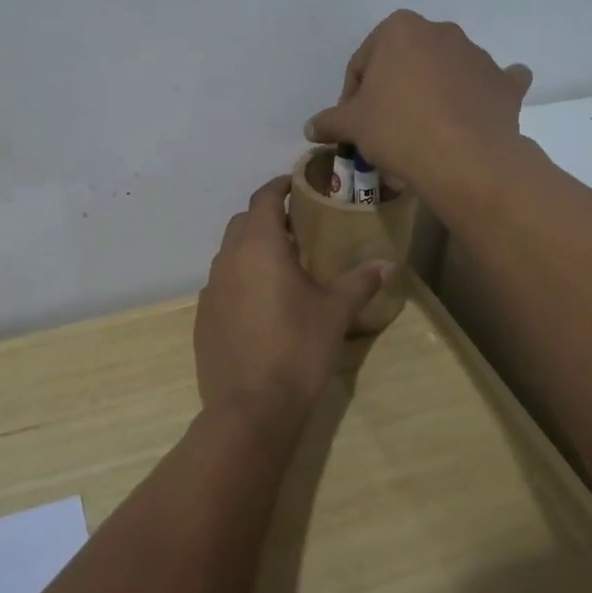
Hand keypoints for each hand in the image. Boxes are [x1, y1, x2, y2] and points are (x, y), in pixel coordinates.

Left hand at [194, 176, 392, 415]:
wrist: (251, 407)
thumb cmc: (297, 348)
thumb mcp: (335, 312)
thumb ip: (360, 281)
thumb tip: (388, 263)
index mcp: (259, 246)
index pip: (263, 198)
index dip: (279, 186)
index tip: (296, 184)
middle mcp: (228, 259)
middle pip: (243, 222)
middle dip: (267, 217)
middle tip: (296, 227)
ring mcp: (210, 289)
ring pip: (229, 253)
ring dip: (251, 249)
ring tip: (281, 265)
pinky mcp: (203, 317)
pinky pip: (222, 284)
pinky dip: (240, 280)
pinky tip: (261, 304)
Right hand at [304, 11, 532, 196]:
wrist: (464, 159)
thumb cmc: (397, 129)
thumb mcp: (352, 126)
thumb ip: (329, 120)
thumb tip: (310, 128)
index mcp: (400, 29)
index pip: (363, 62)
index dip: (353, 95)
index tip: (353, 123)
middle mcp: (441, 31)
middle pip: (405, 62)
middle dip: (394, 88)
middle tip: (385, 126)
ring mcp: (477, 55)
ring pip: (445, 71)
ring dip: (432, 92)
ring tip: (422, 132)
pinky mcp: (504, 83)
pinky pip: (490, 84)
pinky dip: (482, 94)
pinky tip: (473, 114)